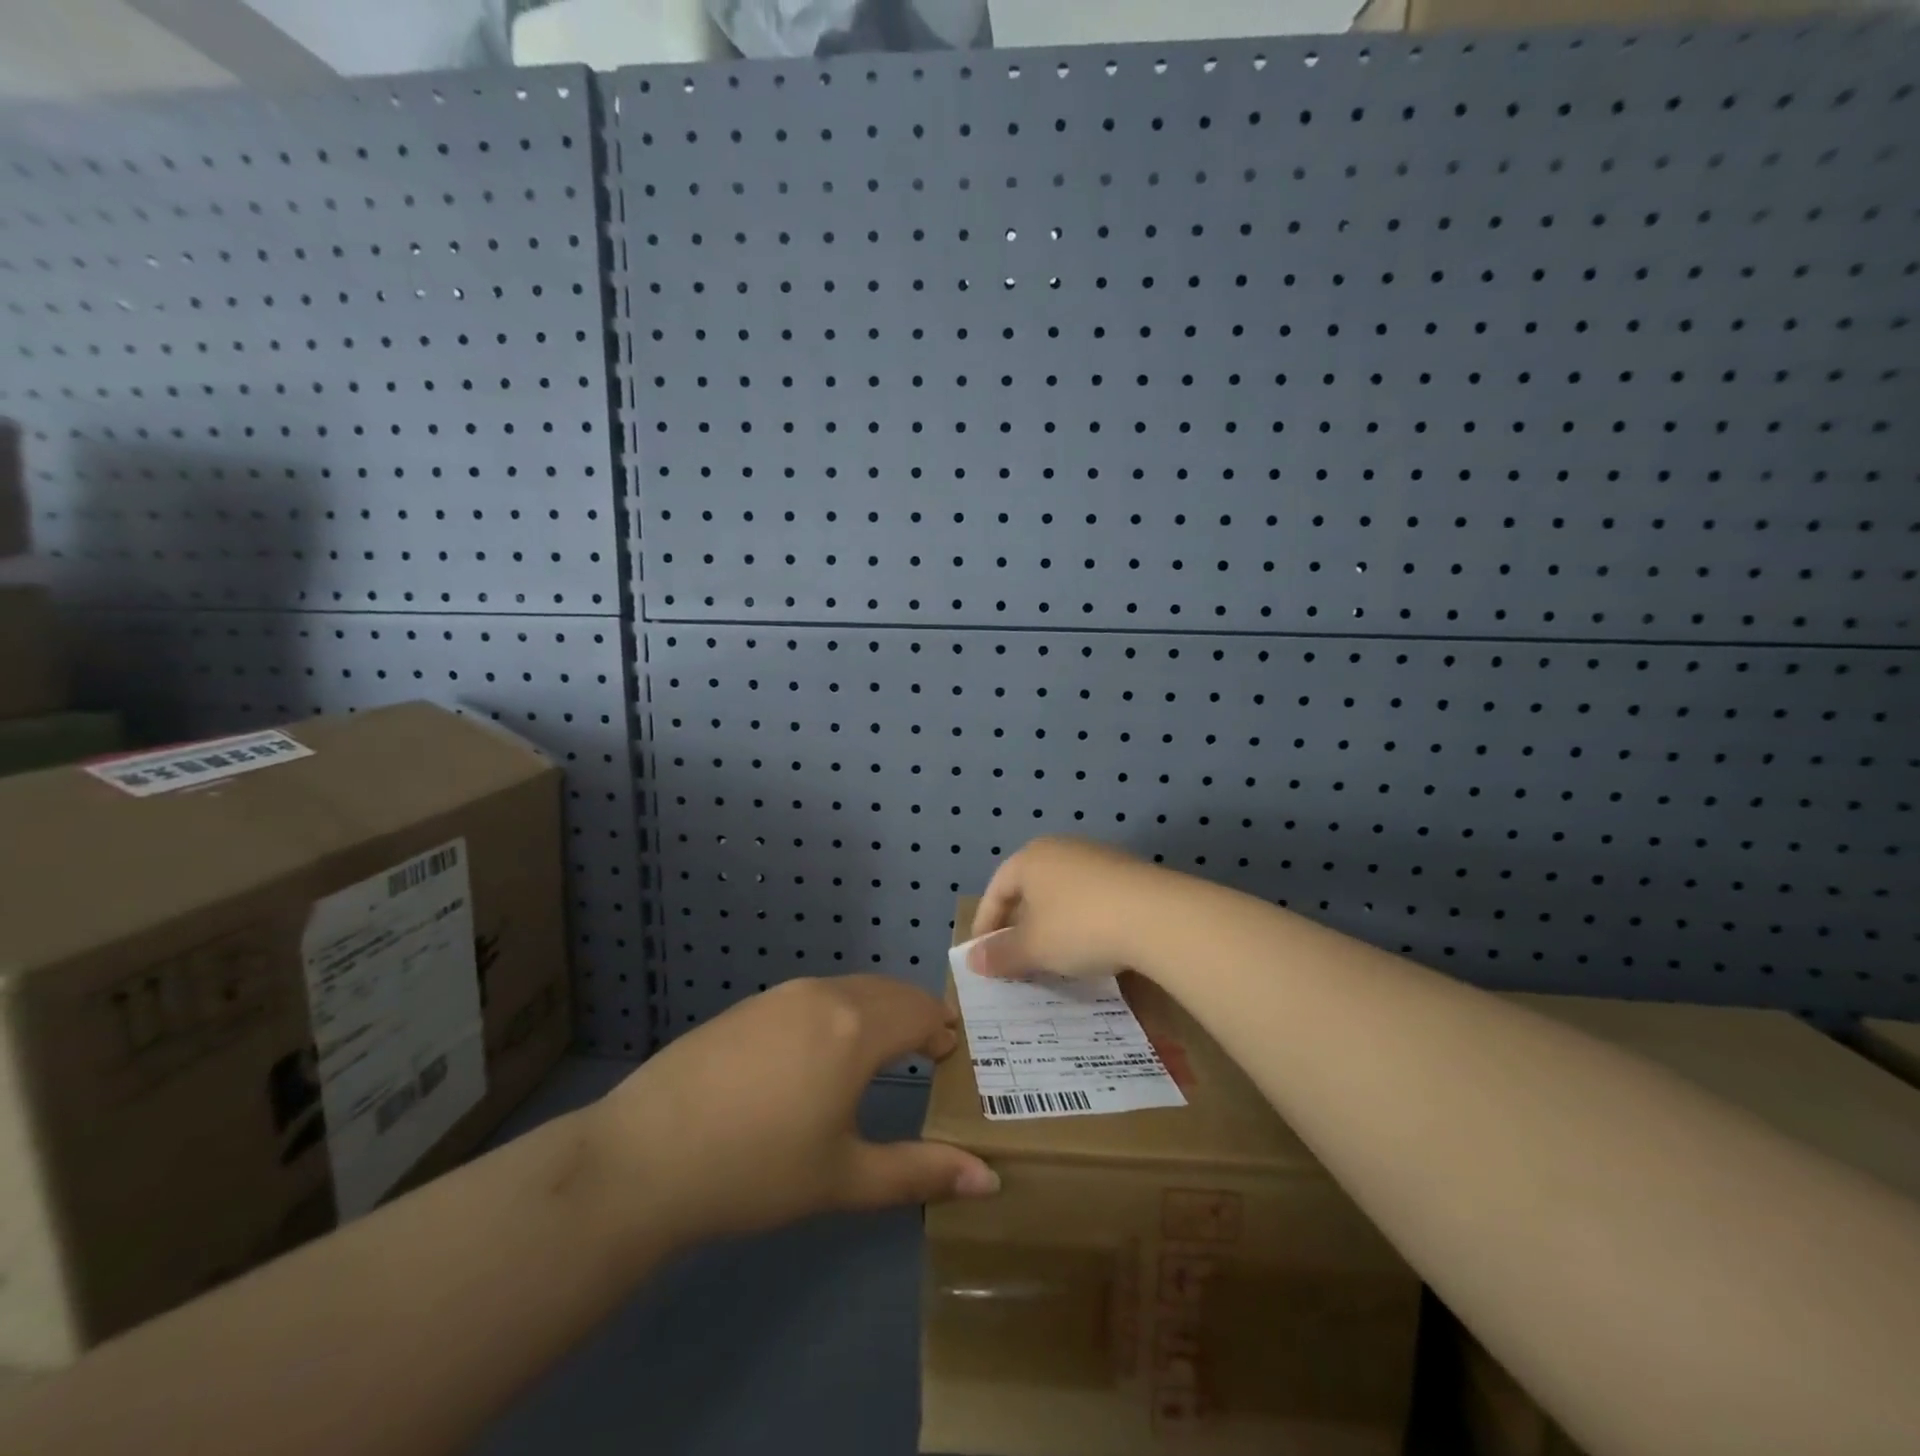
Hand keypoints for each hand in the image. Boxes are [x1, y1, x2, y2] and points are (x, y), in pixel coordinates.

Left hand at [592, 976, 999, 1248]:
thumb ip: (920, 1173)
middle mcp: (825, 995)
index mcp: (857, 1028)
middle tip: (927, 1053)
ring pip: (850, 989)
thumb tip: (990, 1180)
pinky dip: (839, 1012)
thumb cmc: (757, 1169)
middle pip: (890, 992)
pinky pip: (814, 995)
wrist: (646, 1154)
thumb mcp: (844, 1178)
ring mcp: (782, 995)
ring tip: (879, 1053)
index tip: (951, 1058)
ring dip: (877, 1011)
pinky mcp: (749, 1005)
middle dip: (916, 1016)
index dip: (943, 1031)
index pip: (921, 1011)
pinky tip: (818, 1055)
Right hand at [968, 836, 1175, 979]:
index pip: (997, 889)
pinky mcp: (1129, 873)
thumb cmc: (1080, 926)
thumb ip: (1001, 953)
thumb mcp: (1034, 947)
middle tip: (1016, 957)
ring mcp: (1099, 857)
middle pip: (1030, 888)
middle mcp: (1062, 848)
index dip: (985, 923)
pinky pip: (1093, 898)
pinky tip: (1093, 946)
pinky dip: (1083, 921)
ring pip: (1063, 893)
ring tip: (1054, 957)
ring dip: (1053, 924)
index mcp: (1031, 857)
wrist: (1159, 917)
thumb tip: (972, 960)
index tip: (983, 955)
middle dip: (1020, 924)